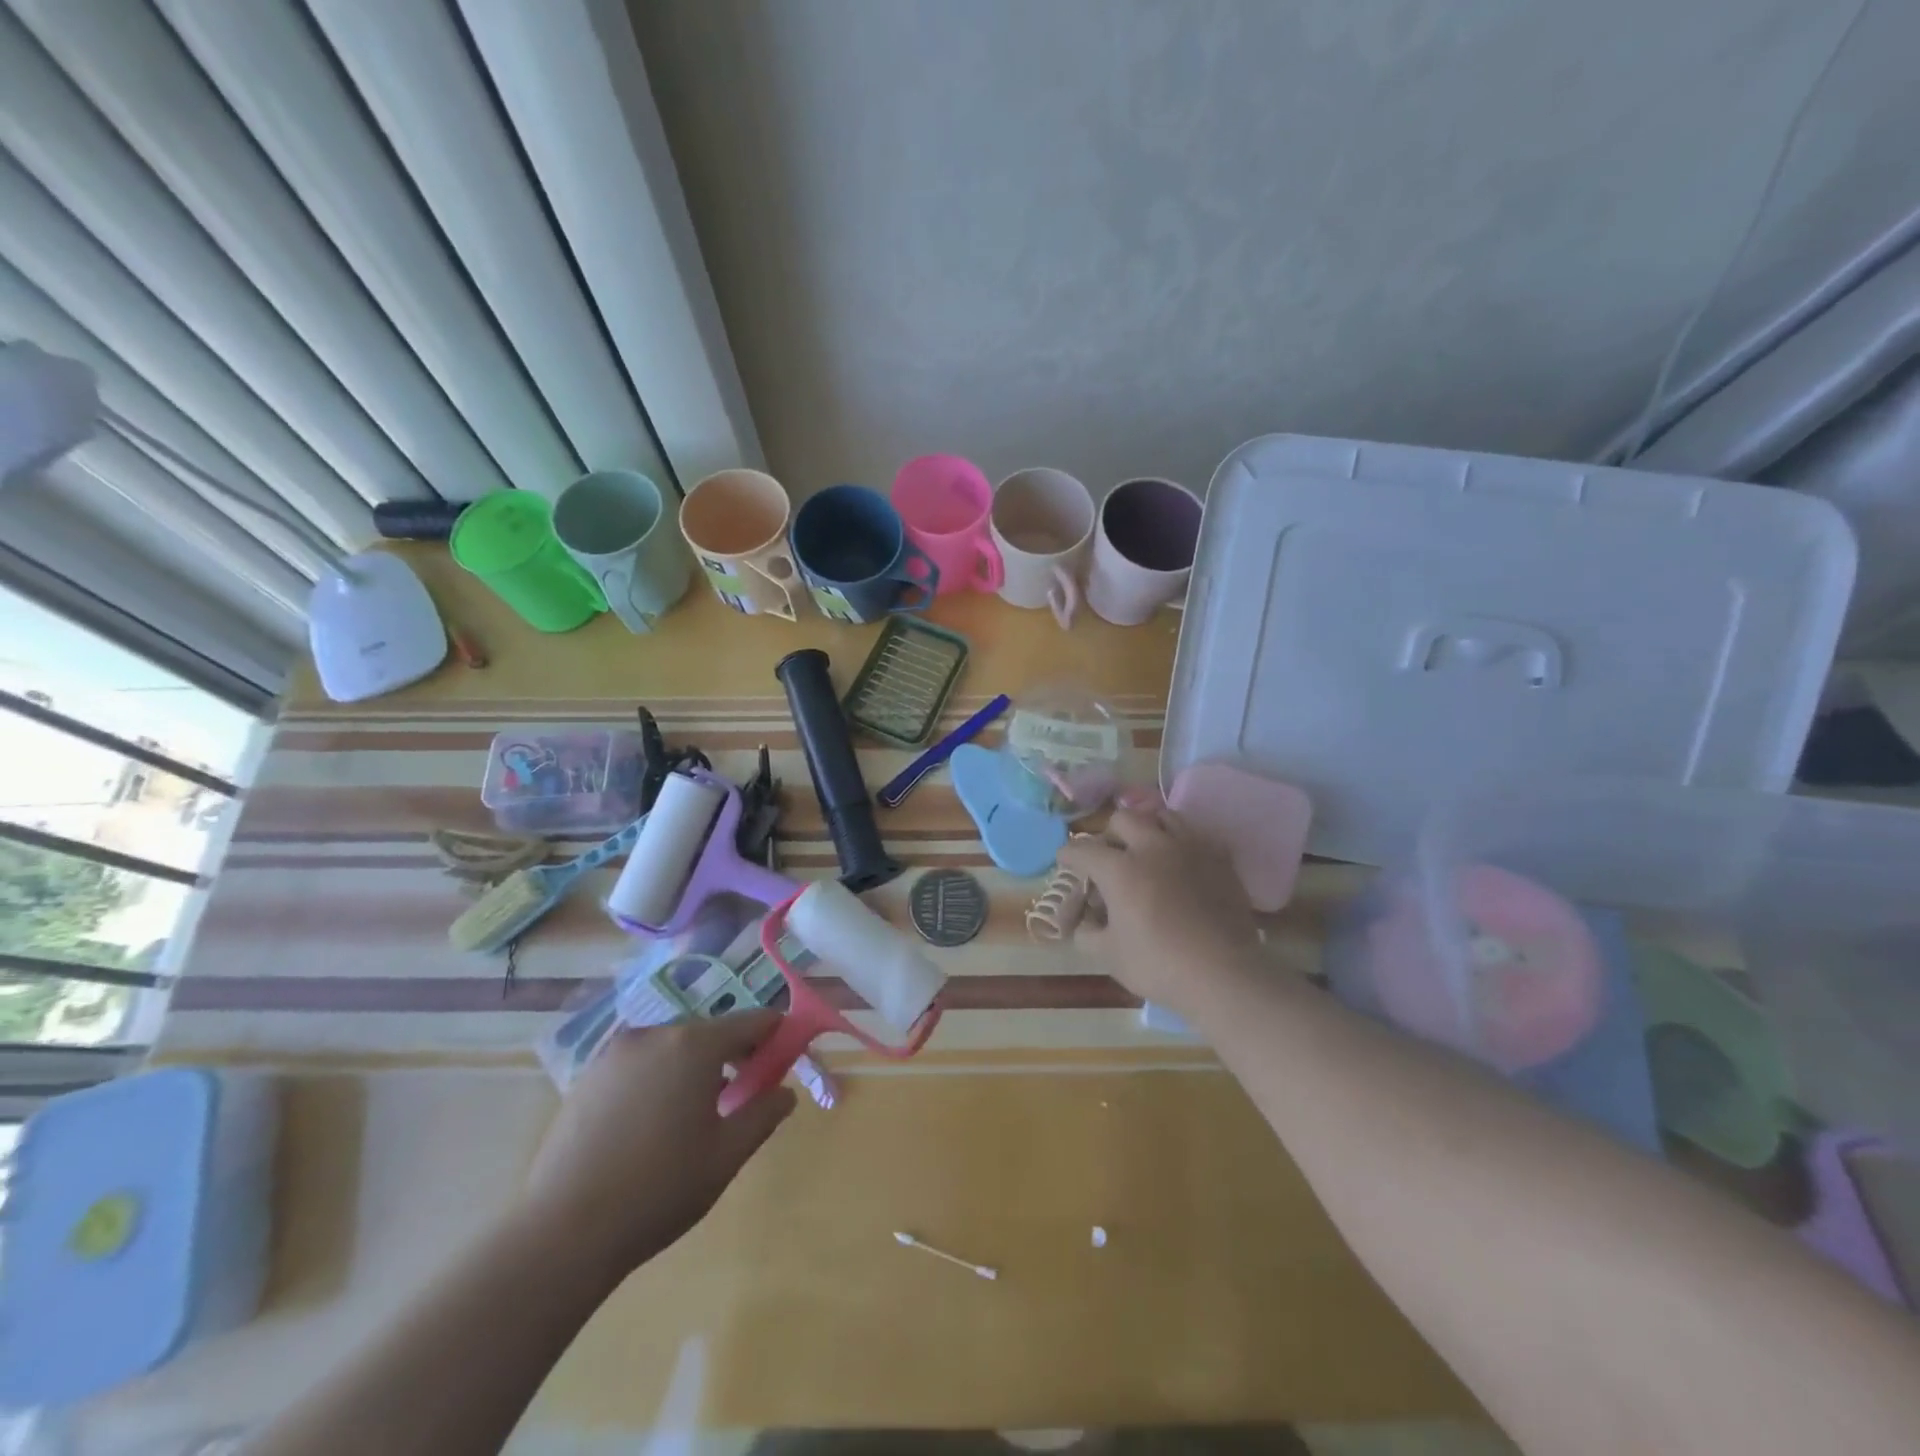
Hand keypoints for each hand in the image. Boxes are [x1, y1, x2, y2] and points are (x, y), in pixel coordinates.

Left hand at [519, 1012, 797, 1277]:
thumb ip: (764, 1114)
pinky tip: (650, 1125)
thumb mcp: (726, 1155)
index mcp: (695, 1044)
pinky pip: (639, 1064)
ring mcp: (616, 1052)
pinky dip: (657, 1078)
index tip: (783, 1062)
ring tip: (692, 1116)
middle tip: (740, 1097)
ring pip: (672, 1047)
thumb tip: (785, 1092)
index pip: (753, 1021)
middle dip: (733, 1055)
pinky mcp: (587, 1076)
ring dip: (693, 1067)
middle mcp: (656, 1033)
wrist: (562, 1232)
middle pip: (710, 1031)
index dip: (775, 1036)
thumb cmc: (659, 1189)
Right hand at [1062, 807, 1261, 1020]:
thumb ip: (1087, 933)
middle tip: (1109, 856)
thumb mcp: (1109, 955)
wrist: (1224, 974)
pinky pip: (1195, 834)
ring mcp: (1189, 847)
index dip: (1069, 854)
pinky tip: (1180, 860)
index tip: (1065, 861)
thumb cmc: (1159, 964)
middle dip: (1109, 834)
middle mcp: (1152, 847)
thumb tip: (1084, 922)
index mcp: (1119, 869)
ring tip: (1146, 849)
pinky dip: (1181, 841)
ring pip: (1162, 816)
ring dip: (1147, 828)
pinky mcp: (1219, 857)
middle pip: (1122, 819)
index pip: (1083, 849)